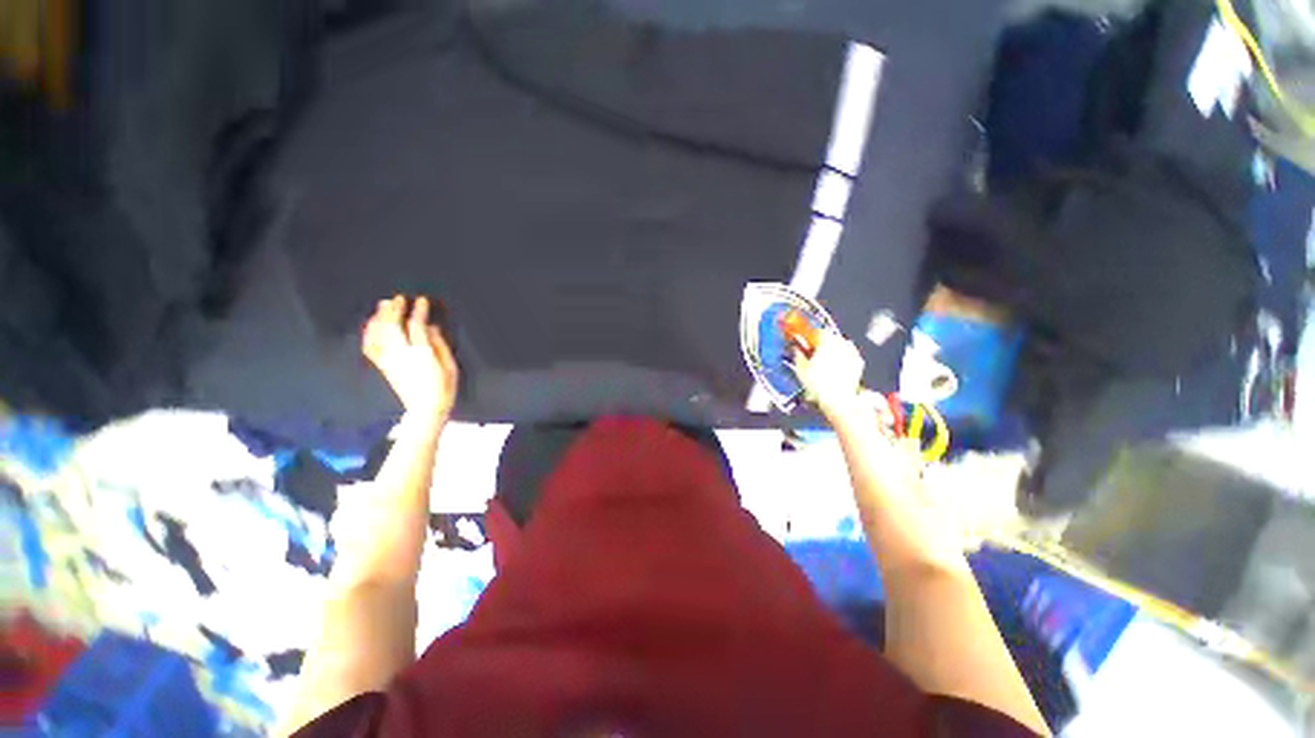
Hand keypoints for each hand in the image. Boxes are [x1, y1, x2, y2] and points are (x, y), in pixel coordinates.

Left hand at [362, 295, 458, 420]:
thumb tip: (431, 328)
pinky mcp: (383, 366)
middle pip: (392, 325)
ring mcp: (389, 360)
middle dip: (395, 309)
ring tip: (384, 305)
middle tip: (399, 298)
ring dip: (380, 317)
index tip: (422, 300)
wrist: (426, 410)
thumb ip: (440, 345)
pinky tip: (371, 324)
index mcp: (421, 353)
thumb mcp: (450, 366)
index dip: (418, 311)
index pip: (416, 325)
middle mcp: (401, 354)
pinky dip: (369, 333)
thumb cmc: (444, 388)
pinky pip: (370, 346)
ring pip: (378, 333)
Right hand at [793, 330, 864, 421]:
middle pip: (830, 337)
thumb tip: (796, 349)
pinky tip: (834, 364)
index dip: (809, 335)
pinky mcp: (858, 363)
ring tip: (823, 358)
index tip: (804, 339)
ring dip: (831, 348)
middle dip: (821, 341)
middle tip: (812, 349)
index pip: (817, 331)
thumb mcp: (801, 369)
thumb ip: (798, 355)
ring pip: (840, 344)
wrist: (839, 400)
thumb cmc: (818, 384)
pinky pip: (848, 354)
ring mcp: (852, 353)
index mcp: (826, 342)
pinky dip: (841, 356)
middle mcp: (841, 344)